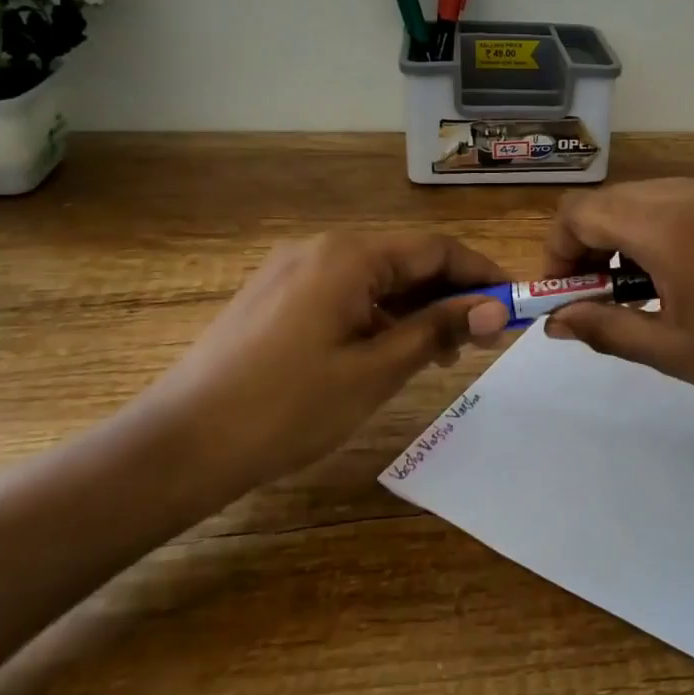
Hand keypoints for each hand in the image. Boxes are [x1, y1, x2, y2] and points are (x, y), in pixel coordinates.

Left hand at [139, 232, 512, 488]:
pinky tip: (389, 352)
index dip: (482, 274)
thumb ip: (439, 330)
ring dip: (415, 308)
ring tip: (440, 355)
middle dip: (450, 295)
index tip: (515, 306)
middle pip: (406, 260)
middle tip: (482, 341)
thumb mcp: (376, 371)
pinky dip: (378, 316)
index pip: (436, 249)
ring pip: (375, 278)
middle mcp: (322, 248)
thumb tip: (498, 309)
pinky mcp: (276, 295)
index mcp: (349, 255)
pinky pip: (345, 293)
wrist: (178, 446)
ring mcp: (293, 269)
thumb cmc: (287, 408)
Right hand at [541, 177, 693, 428]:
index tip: (565, 288)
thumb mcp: (671, 350)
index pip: (583, 212)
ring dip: (633, 232)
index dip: (559, 248)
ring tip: (649, 285)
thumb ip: (603, 327)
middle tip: (601, 291)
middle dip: (593, 241)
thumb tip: (555, 321)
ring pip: (656, 195)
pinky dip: (674, 224)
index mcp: (671, 226)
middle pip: (617, 199)